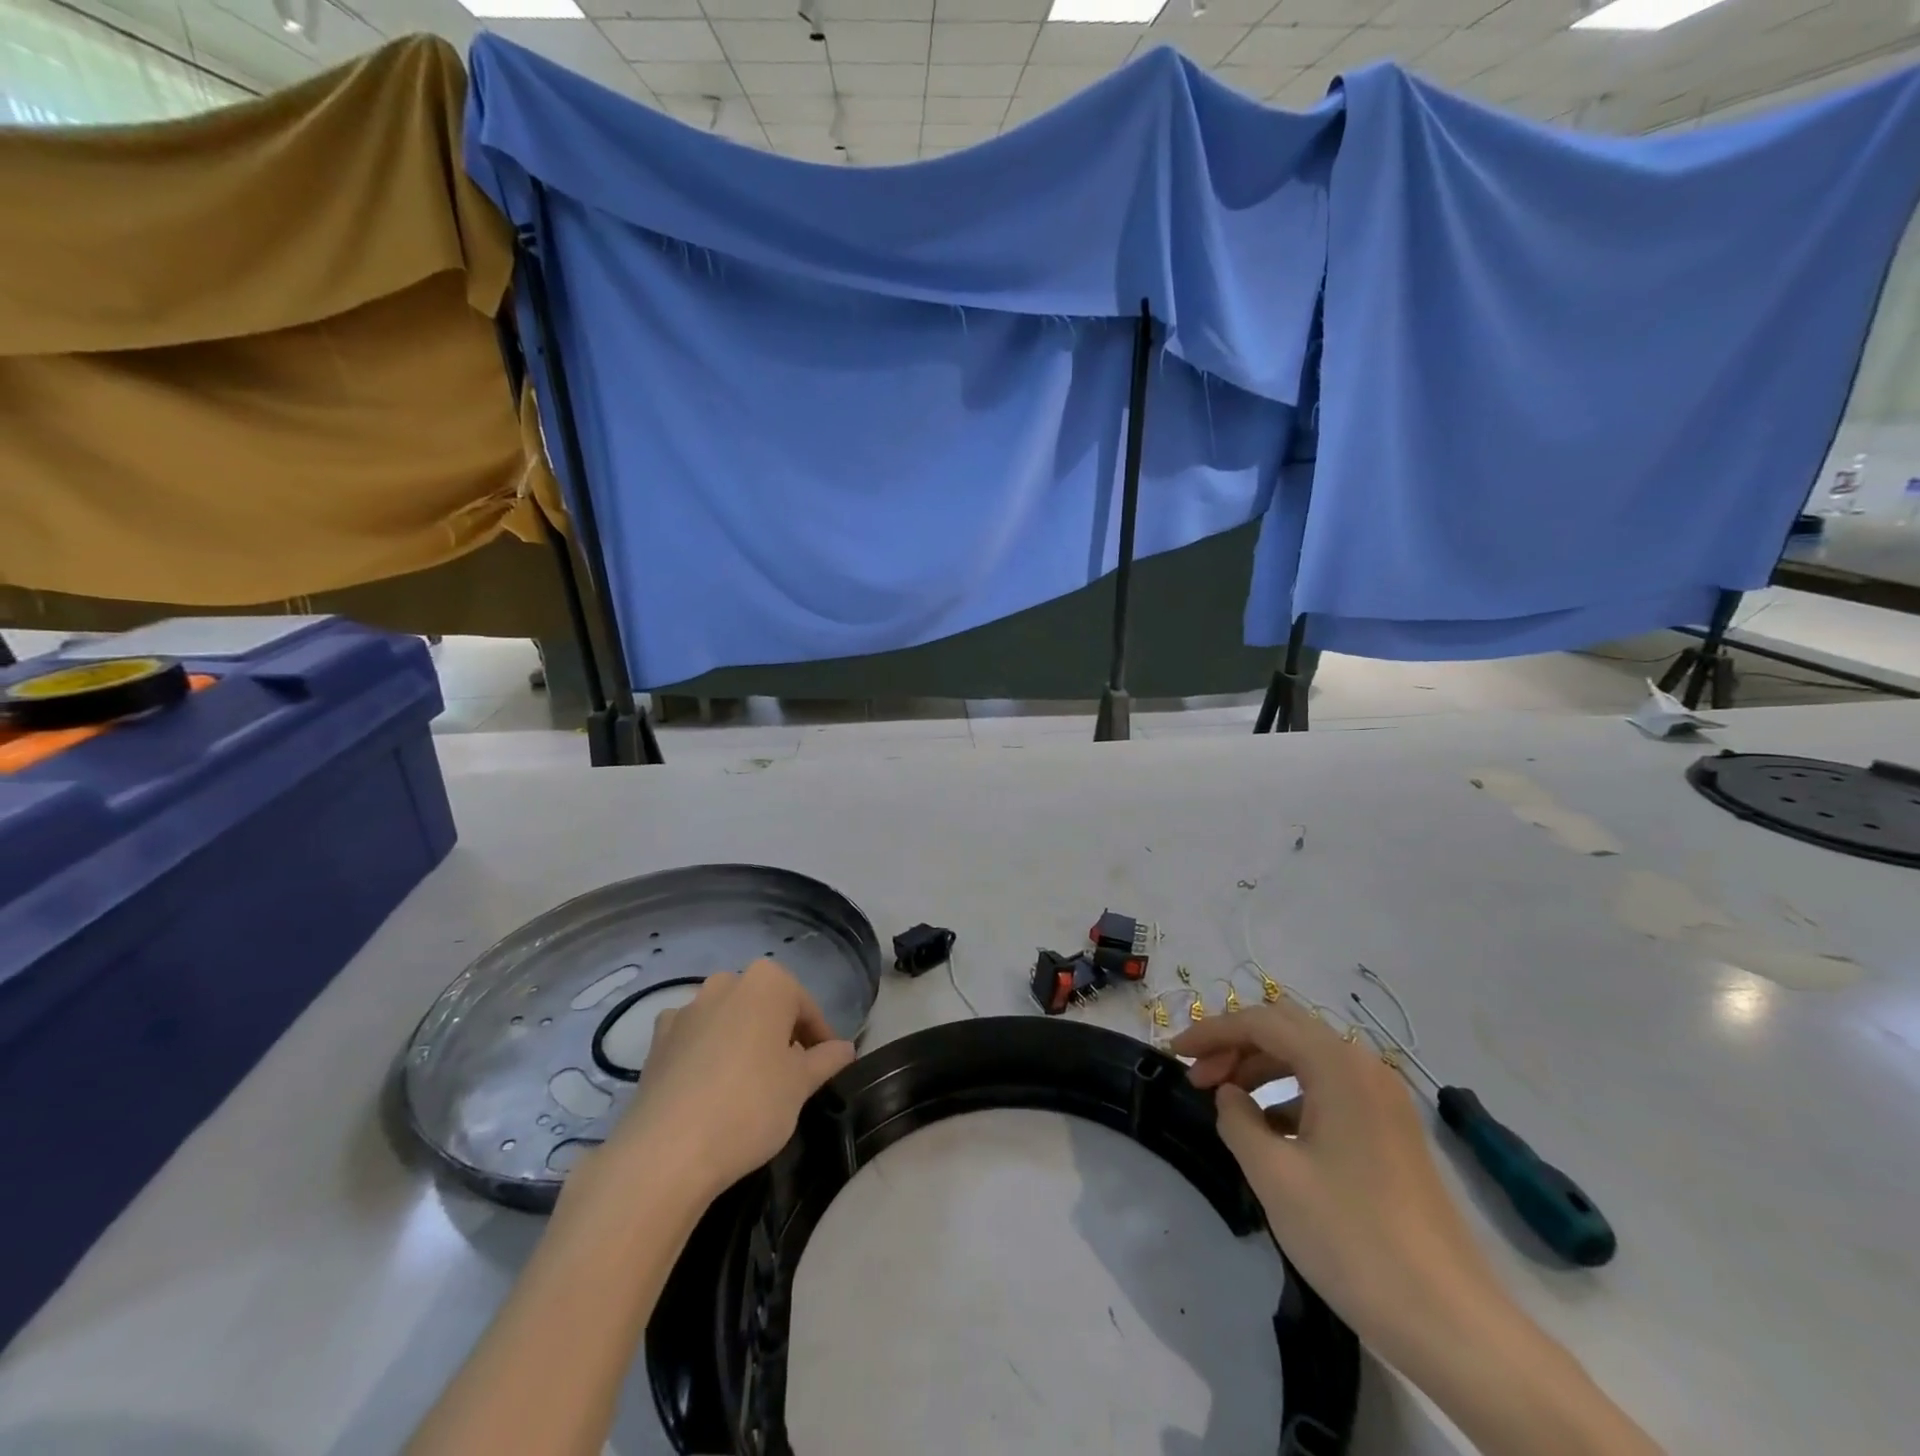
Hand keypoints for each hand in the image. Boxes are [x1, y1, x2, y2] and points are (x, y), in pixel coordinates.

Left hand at [574, 960, 856, 1207]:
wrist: (667, 1151)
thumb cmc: (752, 1105)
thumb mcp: (801, 1084)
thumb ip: (826, 1060)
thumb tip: (846, 1048)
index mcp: (768, 982)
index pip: (805, 1007)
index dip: (819, 1038)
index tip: (825, 1068)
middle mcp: (726, 983)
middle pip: (765, 1007)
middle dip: (779, 1035)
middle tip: (791, 1076)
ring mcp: (687, 1009)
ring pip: (728, 1020)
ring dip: (743, 1042)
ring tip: (750, 1085)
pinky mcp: (657, 1040)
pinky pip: (694, 1038)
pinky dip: (706, 1054)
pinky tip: (710, 1088)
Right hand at [1172, 1000, 1501, 1366]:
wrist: (1451, 1322)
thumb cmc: (1352, 1238)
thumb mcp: (1274, 1175)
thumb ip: (1237, 1120)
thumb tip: (1229, 1096)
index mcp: (1337, 1065)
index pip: (1260, 1022)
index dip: (1210, 1032)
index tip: (1173, 1054)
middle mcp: (1364, 1067)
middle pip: (1285, 1030)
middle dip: (1235, 1045)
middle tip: (1199, 1079)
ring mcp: (1383, 1098)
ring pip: (1307, 1058)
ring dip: (1261, 1068)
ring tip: (1227, 1104)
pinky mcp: (1391, 1129)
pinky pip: (1330, 1089)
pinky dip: (1291, 1095)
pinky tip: (1270, 1132)